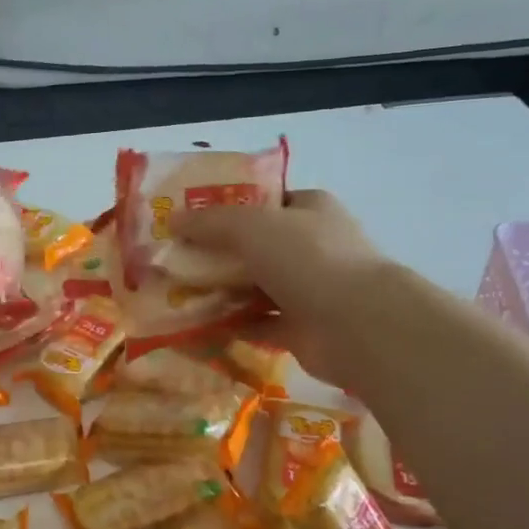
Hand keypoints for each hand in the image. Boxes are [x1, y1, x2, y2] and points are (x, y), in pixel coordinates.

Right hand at [172, 189, 390, 386]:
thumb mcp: (250, 226)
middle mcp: (311, 246)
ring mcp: (308, 289)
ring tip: (176, 293)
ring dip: (219, 291)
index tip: (188, 218)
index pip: (264, 200)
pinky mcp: (300, 328)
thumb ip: (210, 221)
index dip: (227, 206)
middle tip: (172, 259)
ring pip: (253, 286)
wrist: (356, 325)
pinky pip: (256, 323)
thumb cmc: (307, 259)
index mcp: (309, 209)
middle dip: (216, 253)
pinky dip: (230, 325)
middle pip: (254, 245)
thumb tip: (173, 220)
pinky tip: (197, 325)